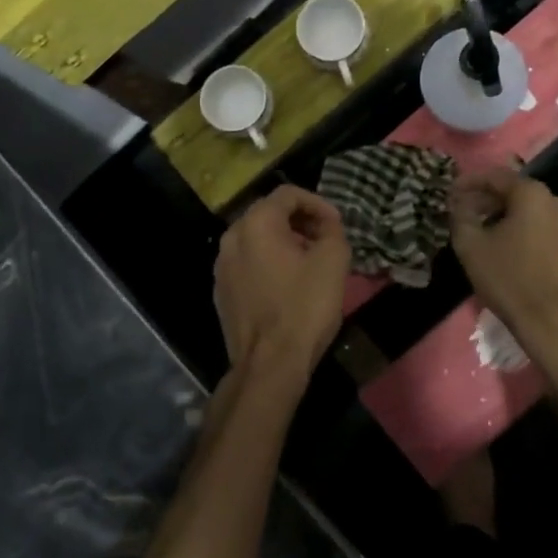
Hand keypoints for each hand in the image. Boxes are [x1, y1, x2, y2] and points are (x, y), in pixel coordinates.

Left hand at [214, 186, 351, 386]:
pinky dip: (268, 263)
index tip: (336, 224)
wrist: (269, 364)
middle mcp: (232, 237)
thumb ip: (332, 231)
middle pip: (269, 213)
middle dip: (300, 222)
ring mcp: (221, 266)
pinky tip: (288, 284)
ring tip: (309, 262)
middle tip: (325, 240)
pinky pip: (248, 263)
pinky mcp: (221, 291)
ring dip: (284, 242)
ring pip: (256, 239)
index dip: (317, 203)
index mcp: (256, 223)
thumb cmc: (304, 307)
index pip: (288, 194)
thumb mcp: (333, 261)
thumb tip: (327, 225)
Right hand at [448, 168, 557, 336]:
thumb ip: (460, 213)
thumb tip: (459, 201)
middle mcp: (557, 201)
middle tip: (466, 211)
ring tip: (487, 230)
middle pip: (516, 192)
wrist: (548, 321)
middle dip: (489, 199)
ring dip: (508, 215)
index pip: (495, 177)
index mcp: (533, 194)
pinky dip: (527, 230)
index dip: (469, 182)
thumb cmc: (506, 277)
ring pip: (532, 210)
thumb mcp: (470, 243)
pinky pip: (546, 227)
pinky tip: (511, 246)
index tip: (451, 193)